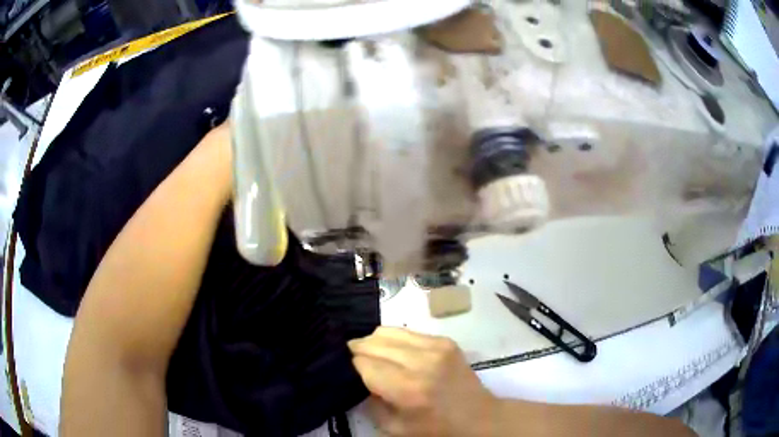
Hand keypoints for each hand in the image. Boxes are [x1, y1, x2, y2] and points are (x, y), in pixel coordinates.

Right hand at [348, 327, 497, 435]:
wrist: (479, 417)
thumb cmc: (435, 429)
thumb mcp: (394, 427)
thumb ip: (370, 401)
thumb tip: (357, 376)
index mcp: (408, 389)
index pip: (365, 363)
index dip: (351, 364)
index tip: (345, 368)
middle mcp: (421, 362)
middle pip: (373, 342)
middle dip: (357, 349)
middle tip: (352, 359)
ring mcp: (436, 347)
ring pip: (388, 331)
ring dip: (374, 341)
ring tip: (371, 353)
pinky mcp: (445, 341)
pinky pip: (408, 331)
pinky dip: (394, 340)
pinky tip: (395, 352)